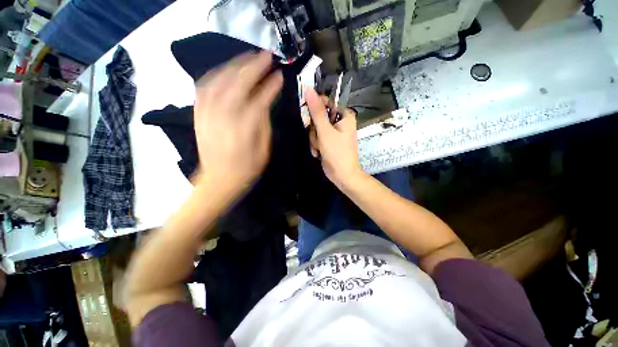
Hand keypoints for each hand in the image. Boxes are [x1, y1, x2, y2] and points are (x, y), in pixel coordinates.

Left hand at [193, 51, 282, 191]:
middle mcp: (224, 115)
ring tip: (247, 58)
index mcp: (245, 126)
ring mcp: (208, 112)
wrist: (219, 180)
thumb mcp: (264, 148)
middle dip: (253, 66)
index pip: (260, 98)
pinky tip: (224, 70)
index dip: (271, 85)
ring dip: (234, 65)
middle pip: (238, 82)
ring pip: (219, 80)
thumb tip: (266, 101)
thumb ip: (264, 122)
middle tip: (265, 56)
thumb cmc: (247, 167)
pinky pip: (204, 87)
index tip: (279, 75)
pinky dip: (215, 75)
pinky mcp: (198, 114)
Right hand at [305, 87, 361, 187]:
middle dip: (315, 130)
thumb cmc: (337, 153)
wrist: (342, 175)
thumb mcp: (325, 131)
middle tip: (319, 139)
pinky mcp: (328, 141)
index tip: (308, 117)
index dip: (314, 108)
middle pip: (318, 117)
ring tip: (320, 148)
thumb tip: (308, 89)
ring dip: (314, 140)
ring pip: (315, 128)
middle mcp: (339, 121)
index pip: (325, 102)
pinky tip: (319, 153)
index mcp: (344, 115)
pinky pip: (316, 137)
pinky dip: (316, 145)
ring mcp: (333, 132)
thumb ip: (316, 112)